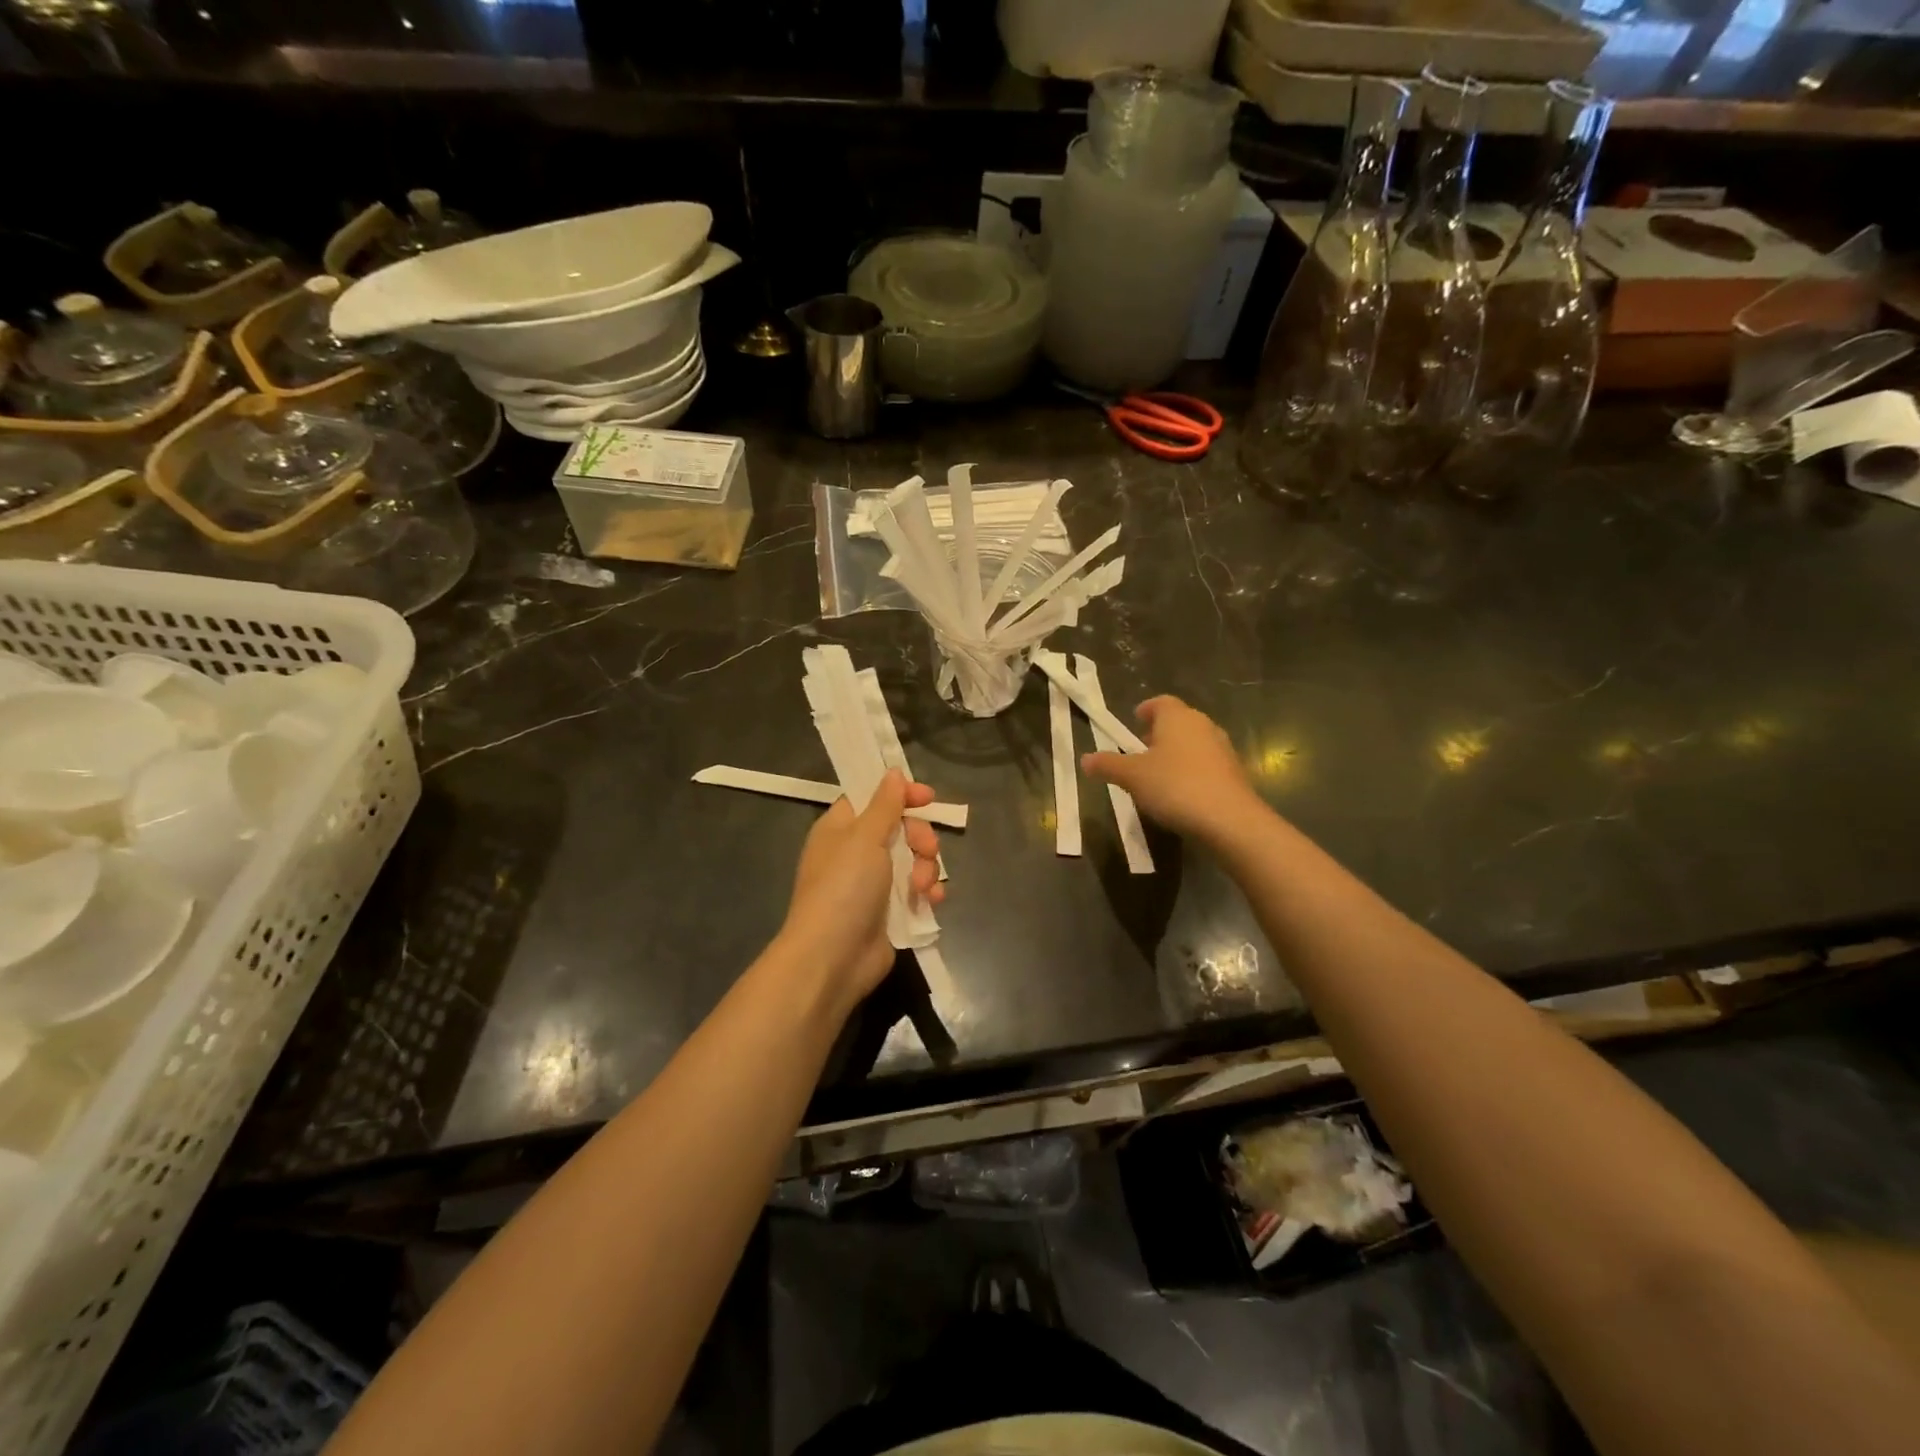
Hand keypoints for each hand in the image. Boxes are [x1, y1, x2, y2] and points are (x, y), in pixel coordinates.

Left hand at [776, 770, 943, 1013]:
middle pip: (900, 829)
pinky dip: (927, 892)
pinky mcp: (890, 911)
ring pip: (913, 860)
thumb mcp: (864, 837)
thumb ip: (884, 804)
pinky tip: (931, 900)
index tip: (927, 798)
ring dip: (926, 868)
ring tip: (921, 886)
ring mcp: (873, 884)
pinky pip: (916, 890)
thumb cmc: (844, 887)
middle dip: (920, 837)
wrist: (834, 957)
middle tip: (927, 848)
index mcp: (841, 829)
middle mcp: (856, 852)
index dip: (900, 795)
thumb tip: (893, 772)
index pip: (873, 798)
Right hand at [1082, 696, 1263, 844]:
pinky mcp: (1234, 773)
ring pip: (1194, 743)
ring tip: (1158, 775)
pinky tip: (1180, 794)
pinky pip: (1206, 765)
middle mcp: (1203, 726)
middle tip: (1141, 751)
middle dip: (1159, 734)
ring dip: (1176, 754)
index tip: (1135, 721)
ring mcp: (1223, 749)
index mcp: (1178, 717)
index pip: (1161, 703)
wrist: (1229, 820)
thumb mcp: (1132, 777)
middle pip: (1178, 722)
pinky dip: (1191, 772)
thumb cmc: (1175, 786)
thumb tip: (1085, 759)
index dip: (1146, 710)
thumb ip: (1108, 765)